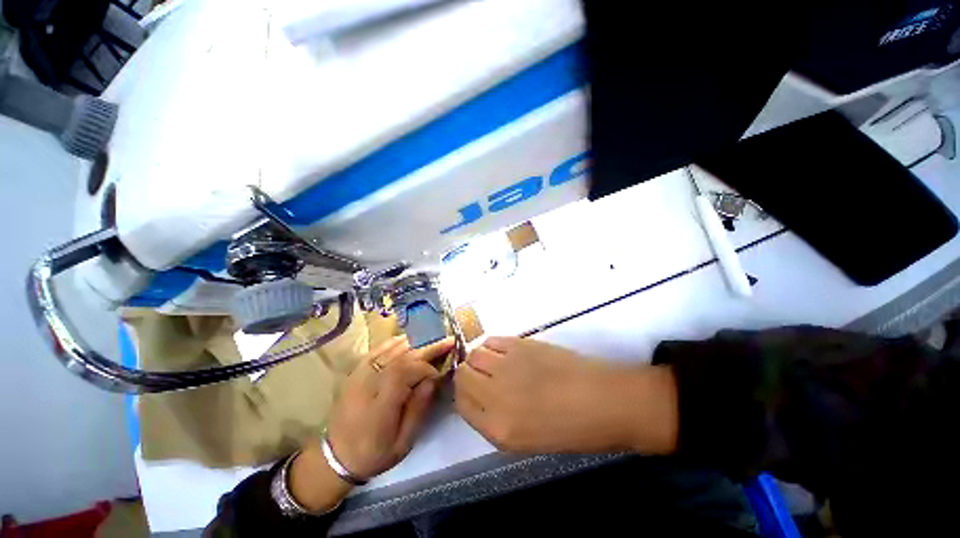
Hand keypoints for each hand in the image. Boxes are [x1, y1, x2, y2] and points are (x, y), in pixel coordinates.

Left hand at [290, 336, 453, 511]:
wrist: (336, 457)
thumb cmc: (374, 453)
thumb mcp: (403, 443)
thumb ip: (419, 409)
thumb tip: (433, 379)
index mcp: (379, 407)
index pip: (403, 373)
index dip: (425, 368)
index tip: (438, 373)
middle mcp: (367, 386)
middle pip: (399, 358)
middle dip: (426, 348)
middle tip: (447, 342)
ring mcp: (358, 376)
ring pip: (390, 350)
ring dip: (415, 343)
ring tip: (434, 339)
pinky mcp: (355, 371)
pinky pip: (377, 350)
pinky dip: (395, 342)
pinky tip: (409, 339)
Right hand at [454, 337, 677, 454]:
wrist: (605, 401)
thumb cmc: (572, 429)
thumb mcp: (526, 440)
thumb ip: (495, 419)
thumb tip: (480, 395)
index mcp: (497, 429)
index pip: (461, 403)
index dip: (463, 393)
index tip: (472, 389)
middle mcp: (496, 396)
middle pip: (463, 375)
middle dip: (468, 374)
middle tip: (482, 374)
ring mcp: (508, 367)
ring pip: (475, 354)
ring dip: (479, 358)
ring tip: (495, 362)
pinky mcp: (521, 345)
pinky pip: (492, 340)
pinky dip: (492, 345)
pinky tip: (504, 352)